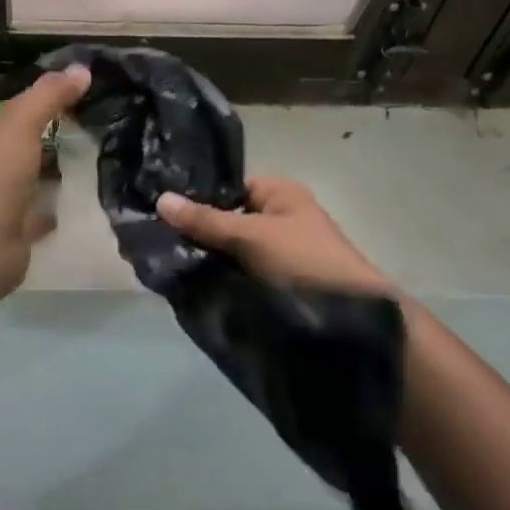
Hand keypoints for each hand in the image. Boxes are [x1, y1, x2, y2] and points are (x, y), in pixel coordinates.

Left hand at [0, 64, 91, 300]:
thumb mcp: (19, 121)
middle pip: (9, 136)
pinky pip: (35, 209)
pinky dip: (50, 203)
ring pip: (22, 172)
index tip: (53, 84)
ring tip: (82, 148)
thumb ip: (48, 95)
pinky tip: (75, 194)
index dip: (17, 90)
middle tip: (77, 113)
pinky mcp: (10, 227)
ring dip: (43, 164)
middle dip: (35, 127)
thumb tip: (83, 69)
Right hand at [157, 177, 395, 295]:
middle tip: (154, 238)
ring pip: (228, 249)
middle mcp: (277, 217)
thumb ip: (206, 220)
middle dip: (194, 229)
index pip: (226, 185)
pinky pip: (236, 273)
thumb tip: (159, 199)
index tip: (157, 209)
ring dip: (203, 257)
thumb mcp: (252, 236)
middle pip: (224, 217)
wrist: (355, 324)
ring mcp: (276, 252)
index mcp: (279, 193)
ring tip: (161, 261)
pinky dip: (216, 278)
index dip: (195, 196)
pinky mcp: (274, 283)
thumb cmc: (305, 262)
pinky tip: (185, 284)